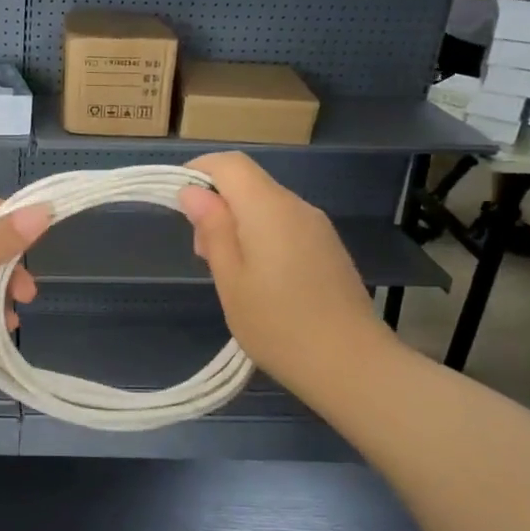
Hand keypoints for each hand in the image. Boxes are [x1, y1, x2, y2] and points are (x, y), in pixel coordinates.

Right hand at [177, 152, 394, 389]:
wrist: (352, 366)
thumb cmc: (278, 326)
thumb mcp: (230, 280)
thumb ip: (212, 229)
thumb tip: (192, 191)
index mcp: (269, 208)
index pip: (230, 164)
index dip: (199, 172)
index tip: (178, 202)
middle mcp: (297, 206)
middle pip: (249, 183)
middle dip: (217, 204)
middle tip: (202, 253)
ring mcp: (318, 227)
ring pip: (267, 205)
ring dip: (238, 222)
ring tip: (228, 272)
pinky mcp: (328, 247)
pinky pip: (286, 225)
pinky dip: (262, 236)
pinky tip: (259, 280)